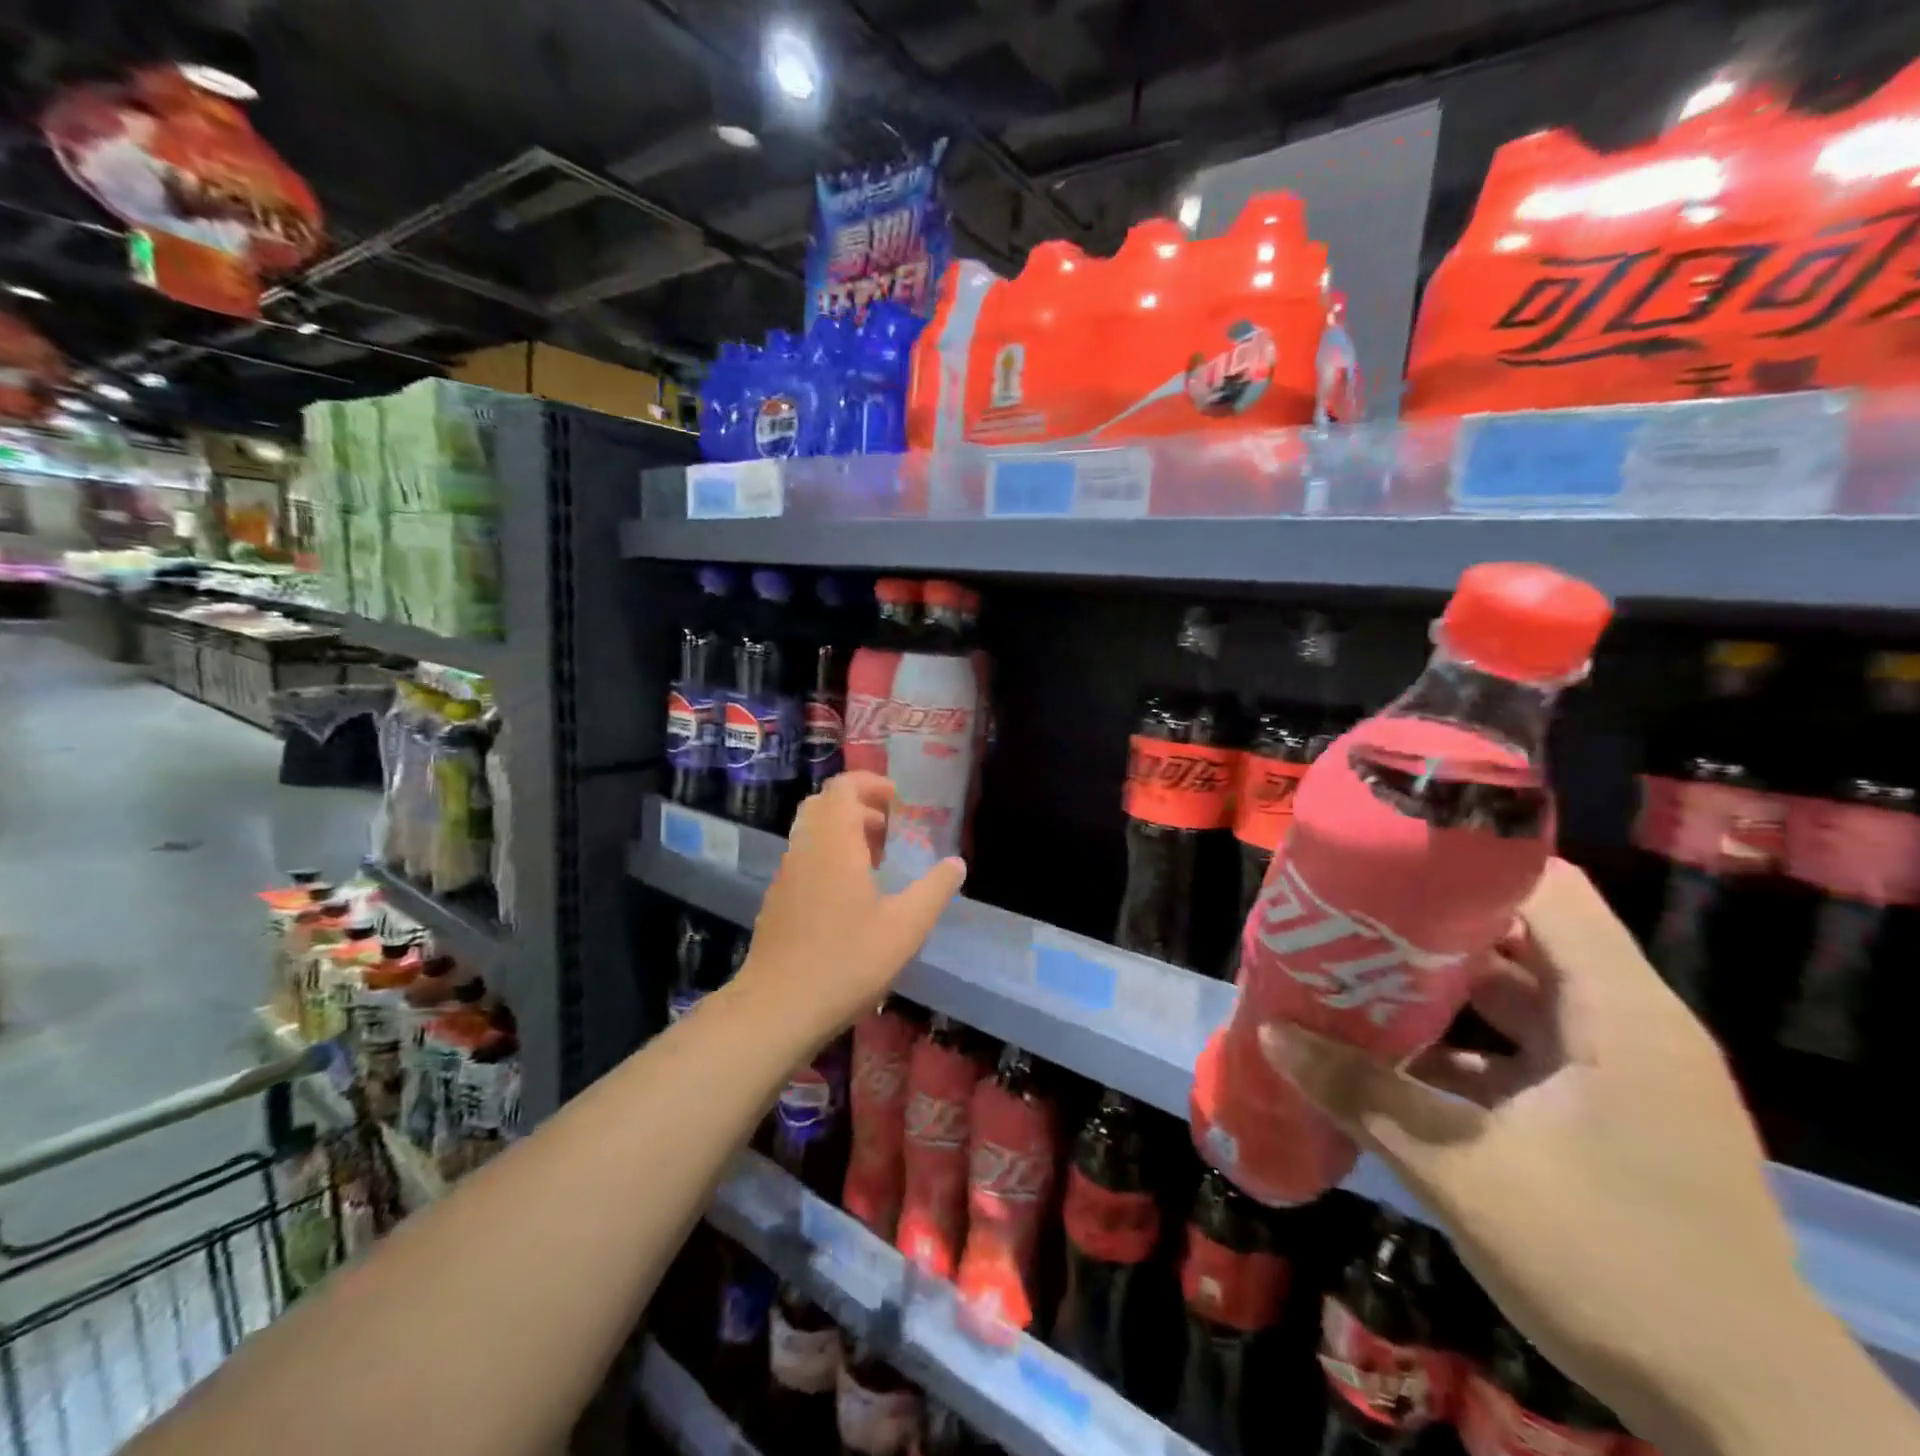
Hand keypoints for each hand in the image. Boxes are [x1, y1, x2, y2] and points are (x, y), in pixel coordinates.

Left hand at [736, 772, 965, 1038]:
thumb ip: (934, 890)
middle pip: (824, 804)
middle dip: (858, 806)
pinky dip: (828, 856)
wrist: (777, 1008)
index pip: (843, 787)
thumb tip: (956, 862)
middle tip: (889, 828)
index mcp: (834, 843)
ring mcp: (786, 875)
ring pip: (811, 832)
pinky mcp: (777, 900)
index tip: (898, 801)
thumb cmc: (846, 961)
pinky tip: (850, 896)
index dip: (871, 784)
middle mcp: (805, 849)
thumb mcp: (905, 928)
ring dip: (843, 833)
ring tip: (876, 862)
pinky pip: (804, 858)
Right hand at [1268, 859, 1811, 1449]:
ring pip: (1517, 994)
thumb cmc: (1612, 1266)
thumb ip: (1361, 1092)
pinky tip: (1393, 1054)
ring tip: (1354, 971)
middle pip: (1520, 936)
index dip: (1465, 862)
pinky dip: (1462, 1042)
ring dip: (1438, 986)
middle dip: (1429, 924)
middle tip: (1348, 915)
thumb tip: (1271, 1032)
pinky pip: (1524, 1048)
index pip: (1546, 889)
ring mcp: (1620, 1072)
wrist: (1749, 1418)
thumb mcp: (1463, 1172)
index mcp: (1618, 1013)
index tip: (1385, 860)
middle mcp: (1626, 1025)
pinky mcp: (1608, 1113)